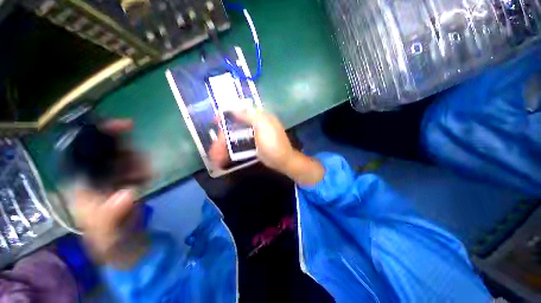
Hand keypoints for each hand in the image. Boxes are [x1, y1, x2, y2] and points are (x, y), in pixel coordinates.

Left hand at [71, 119, 149, 267]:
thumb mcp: (106, 230)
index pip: (84, 150)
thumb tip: (127, 193)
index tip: (123, 125)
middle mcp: (93, 174)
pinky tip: (147, 178)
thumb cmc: (107, 236)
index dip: (99, 134)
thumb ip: (112, 214)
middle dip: (127, 151)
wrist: (122, 240)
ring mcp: (112, 176)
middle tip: (140, 163)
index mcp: (80, 183)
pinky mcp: (127, 179)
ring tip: (144, 176)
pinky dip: (145, 168)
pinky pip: (137, 165)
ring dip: (138, 161)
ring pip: (125, 156)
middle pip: (108, 149)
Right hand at [209, 111, 324, 184]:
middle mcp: (257, 124)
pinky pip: (240, 143)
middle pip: (235, 126)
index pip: (240, 111)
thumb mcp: (263, 127)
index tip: (216, 121)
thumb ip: (250, 115)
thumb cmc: (273, 144)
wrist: (283, 161)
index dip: (227, 114)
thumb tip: (234, 107)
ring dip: (226, 144)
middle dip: (224, 136)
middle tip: (215, 148)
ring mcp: (255, 135)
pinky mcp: (255, 144)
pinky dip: (232, 148)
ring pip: (236, 136)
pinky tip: (225, 156)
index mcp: (260, 117)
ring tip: (217, 156)